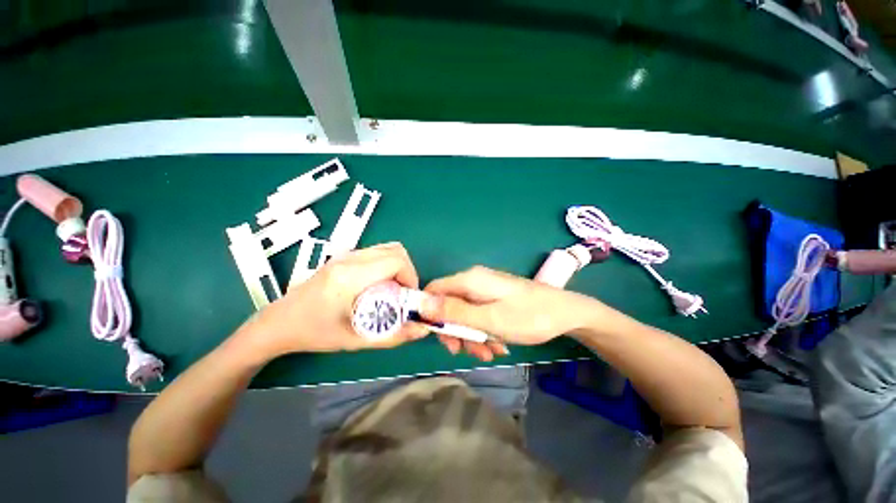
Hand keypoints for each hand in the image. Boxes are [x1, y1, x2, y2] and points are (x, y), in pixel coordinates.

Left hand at [240, 243, 428, 357]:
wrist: (278, 323)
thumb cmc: (313, 333)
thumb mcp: (354, 340)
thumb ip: (392, 336)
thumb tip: (422, 330)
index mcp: (351, 276)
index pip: (396, 260)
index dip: (411, 276)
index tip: (408, 297)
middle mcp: (350, 259)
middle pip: (395, 250)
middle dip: (407, 271)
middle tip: (402, 294)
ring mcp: (345, 255)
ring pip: (387, 248)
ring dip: (397, 267)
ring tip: (391, 290)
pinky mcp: (343, 257)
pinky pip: (376, 252)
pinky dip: (386, 265)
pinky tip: (378, 285)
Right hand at [421, 266, 594, 360]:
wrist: (566, 314)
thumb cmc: (528, 316)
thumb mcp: (489, 319)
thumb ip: (455, 311)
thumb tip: (422, 304)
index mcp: (469, 280)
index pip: (434, 289)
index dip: (429, 312)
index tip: (436, 336)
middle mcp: (474, 282)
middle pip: (449, 305)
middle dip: (455, 331)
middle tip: (466, 352)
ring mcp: (485, 291)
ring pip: (464, 314)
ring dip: (472, 336)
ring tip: (489, 353)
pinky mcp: (494, 299)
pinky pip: (479, 316)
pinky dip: (483, 332)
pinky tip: (498, 346)